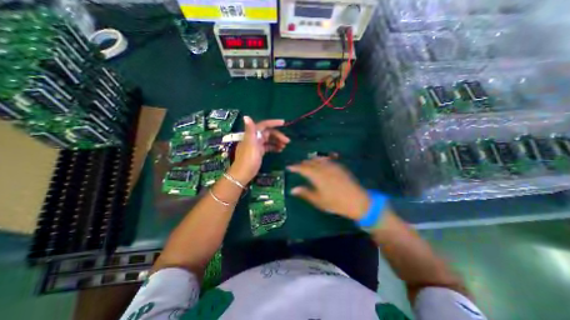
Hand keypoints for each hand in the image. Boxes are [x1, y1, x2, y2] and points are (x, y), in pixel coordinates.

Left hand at [228, 116, 289, 183]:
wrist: (243, 174)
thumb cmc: (248, 159)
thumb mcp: (250, 144)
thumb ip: (250, 130)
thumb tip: (246, 116)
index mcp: (252, 135)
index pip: (264, 125)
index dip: (273, 123)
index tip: (283, 123)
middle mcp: (254, 138)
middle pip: (268, 133)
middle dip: (278, 135)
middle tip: (287, 141)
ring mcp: (257, 145)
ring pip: (269, 140)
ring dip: (277, 141)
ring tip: (285, 146)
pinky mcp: (259, 152)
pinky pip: (268, 146)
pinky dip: (274, 147)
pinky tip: (280, 150)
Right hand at [291, 156, 369, 219]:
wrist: (358, 201)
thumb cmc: (336, 203)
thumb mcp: (319, 201)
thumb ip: (305, 193)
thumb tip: (292, 190)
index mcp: (317, 176)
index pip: (303, 168)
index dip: (295, 167)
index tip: (289, 167)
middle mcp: (324, 168)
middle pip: (310, 162)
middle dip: (302, 164)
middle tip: (297, 167)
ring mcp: (333, 166)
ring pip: (318, 159)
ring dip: (311, 160)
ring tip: (307, 163)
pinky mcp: (339, 167)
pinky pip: (327, 160)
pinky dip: (320, 160)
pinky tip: (320, 162)